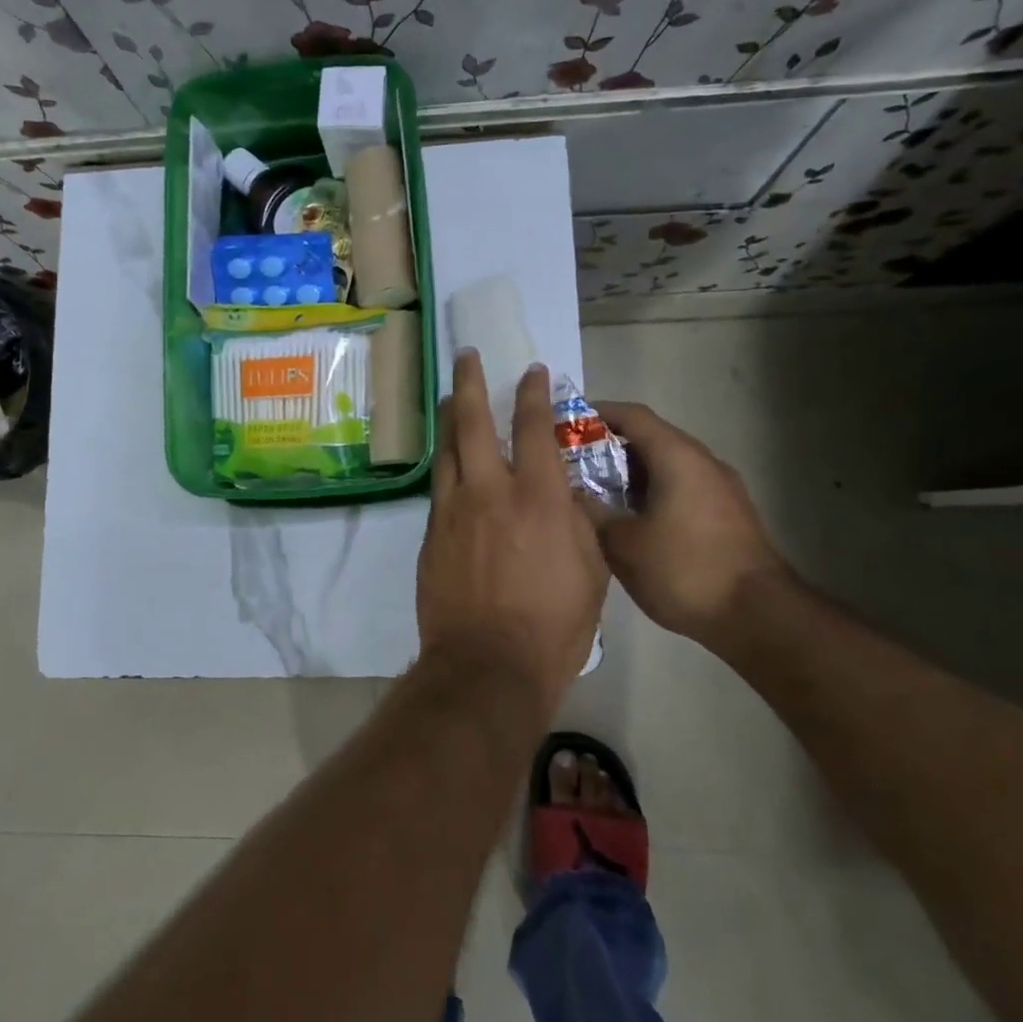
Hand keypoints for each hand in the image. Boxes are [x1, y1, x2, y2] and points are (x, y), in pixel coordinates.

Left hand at [417, 352, 607, 711]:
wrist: (487, 665)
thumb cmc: (553, 624)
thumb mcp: (591, 571)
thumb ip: (578, 523)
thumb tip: (567, 497)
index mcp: (537, 497)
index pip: (533, 427)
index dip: (533, 394)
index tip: (533, 371)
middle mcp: (489, 491)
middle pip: (470, 422)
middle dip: (469, 382)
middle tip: (466, 356)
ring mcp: (453, 511)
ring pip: (445, 450)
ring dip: (447, 418)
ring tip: (448, 396)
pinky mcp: (431, 535)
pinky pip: (439, 489)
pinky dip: (446, 467)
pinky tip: (449, 466)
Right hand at [589, 401, 790, 648]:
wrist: (759, 617)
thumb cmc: (684, 570)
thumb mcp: (622, 544)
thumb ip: (591, 512)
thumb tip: (571, 494)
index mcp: (677, 457)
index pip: (633, 416)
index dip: (597, 414)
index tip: (566, 425)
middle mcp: (704, 461)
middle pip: (651, 437)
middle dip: (610, 446)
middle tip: (574, 464)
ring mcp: (722, 487)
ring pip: (668, 464)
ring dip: (632, 472)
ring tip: (598, 493)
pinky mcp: (730, 514)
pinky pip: (683, 486)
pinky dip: (653, 491)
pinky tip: (633, 519)